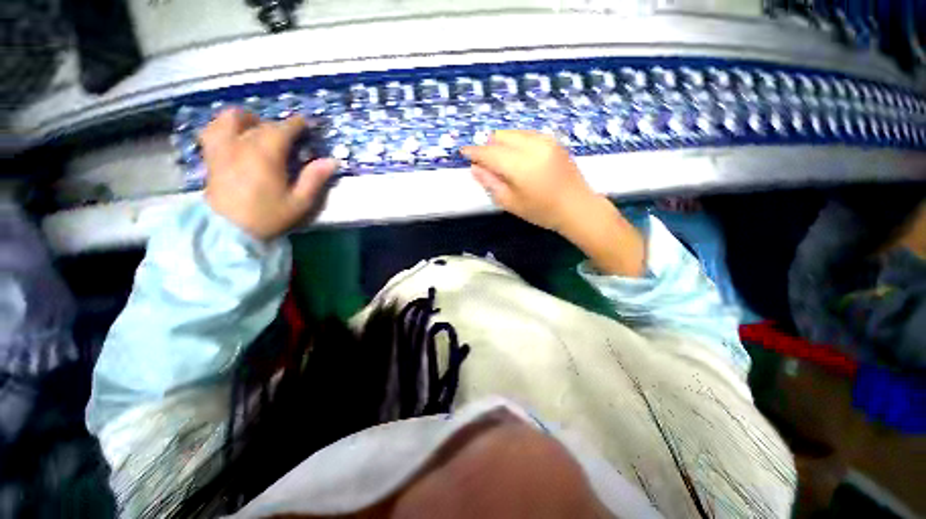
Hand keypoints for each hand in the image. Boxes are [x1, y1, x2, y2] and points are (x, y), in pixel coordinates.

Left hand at [200, 108, 336, 240]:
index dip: (298, 124)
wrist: (229, 231)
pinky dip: (225, 126)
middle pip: (262, 123)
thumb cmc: (268, 216)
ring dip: (250, 120)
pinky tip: (235, 136)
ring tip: (260, 132)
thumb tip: (332, 161)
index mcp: (266, 154)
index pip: (283, 128)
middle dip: (280, 127)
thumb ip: (315, 179)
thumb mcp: (300, 202)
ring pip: (232, 118)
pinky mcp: (211, 155)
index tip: (308, 126)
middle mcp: (242, 143)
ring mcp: (222, 147)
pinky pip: (213, 129)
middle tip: (291, 140)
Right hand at [461, 130, 596, 234]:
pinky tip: (520, 158)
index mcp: (520, 165)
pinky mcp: (553, 140)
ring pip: (513, 133)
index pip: (489, 153)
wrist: (577, 207)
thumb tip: (475, 168)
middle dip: (488, 147)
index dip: (474, 152)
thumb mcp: (511, 202)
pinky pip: (526, 134)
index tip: (463, 152)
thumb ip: (491, 183)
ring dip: (502, 144)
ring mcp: (545, 140)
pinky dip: (516, 142)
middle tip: (487, 165)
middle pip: (500, 137)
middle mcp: (532, 146)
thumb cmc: (541, 211)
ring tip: (503, 163)